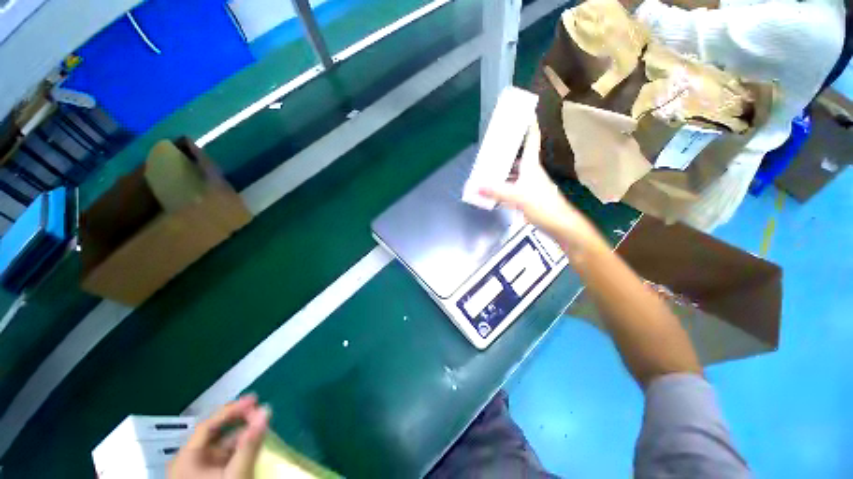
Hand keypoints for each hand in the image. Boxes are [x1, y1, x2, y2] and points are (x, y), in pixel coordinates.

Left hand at [169, 395, 269, 478]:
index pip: (208, 425)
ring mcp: (200, 469)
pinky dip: (241, 448)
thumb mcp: (235, 474)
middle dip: (240, 421)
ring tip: (262, 427)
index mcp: (186, 458)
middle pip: (216, 433)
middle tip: (261, 412)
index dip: (232, 409)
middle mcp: (190, 460)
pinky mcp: (211, 476)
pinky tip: (254, 444)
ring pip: (223, 444)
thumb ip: (250, 443)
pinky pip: (226, 455)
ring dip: (243, 434)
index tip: (255, 398)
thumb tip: (267, 409)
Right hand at [480, 122, 605, 255]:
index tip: (525, 112)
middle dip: (508, 150)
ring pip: (515, 173)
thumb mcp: (517, 197)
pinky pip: (514, 186)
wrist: (559, 225)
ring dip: (504, 170)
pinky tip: (495, 189)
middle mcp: (531, 172)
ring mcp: (531, 185)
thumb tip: (476, 186)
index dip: (529, 126)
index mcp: (531, 166)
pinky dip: (504, 185)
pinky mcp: (529, 197)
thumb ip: (496, 192)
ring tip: (489, 168)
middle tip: (493, 147)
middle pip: (520, 156)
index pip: (531, 140)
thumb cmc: (542, 205)